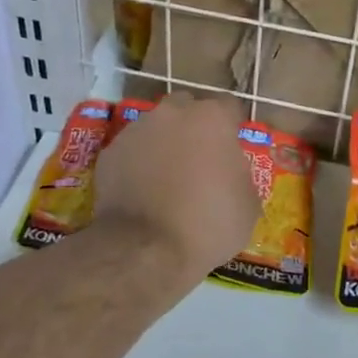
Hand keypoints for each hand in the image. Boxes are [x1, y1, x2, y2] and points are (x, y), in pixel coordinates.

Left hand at [94, 92, 256, 284]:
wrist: (144, 250)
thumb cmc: (208, 224)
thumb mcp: (248, 204)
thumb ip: (241, 174)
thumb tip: (230, 171)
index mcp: (211, 119)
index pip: (230, 107)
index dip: (233, 128)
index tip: (233, 149)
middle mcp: (172, 113)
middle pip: (188, 109)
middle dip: (195, 128)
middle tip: (200, 160)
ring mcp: (136, 131)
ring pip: (156, 128)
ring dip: (165, 144)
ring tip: (167, 179)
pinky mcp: (110, 153)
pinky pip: (132, 152)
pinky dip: (139, 164)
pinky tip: (143, 192)